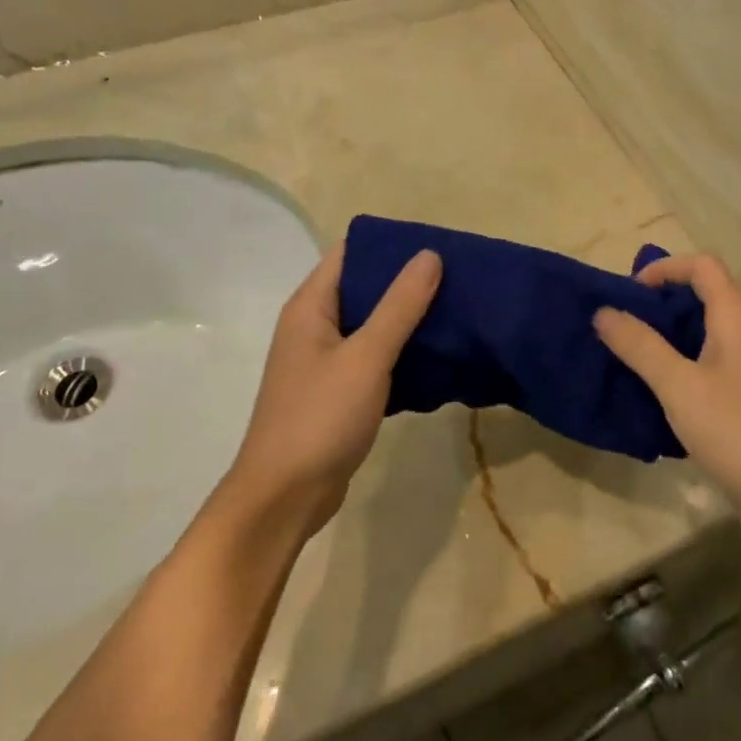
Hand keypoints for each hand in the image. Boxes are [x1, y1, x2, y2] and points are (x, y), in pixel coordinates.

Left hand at [229, 242, 441, 530]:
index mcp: (311, 306)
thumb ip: (399, 306)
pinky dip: (400, 353)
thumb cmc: (320, 417)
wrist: (285, 496)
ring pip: (371, 326)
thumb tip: (429, 255)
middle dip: (406, 282)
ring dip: (407, 319)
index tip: (436, 245)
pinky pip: (373, 358)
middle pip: (363, 288)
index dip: (390, 245)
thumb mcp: (366, 357)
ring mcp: (324, 361)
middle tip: (456, 278)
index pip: (350, 254)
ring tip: (455, 310)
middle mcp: (313, 326)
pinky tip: (435, 355)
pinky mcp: (337, 392)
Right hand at [594, 254, 740, 518]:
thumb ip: (640, 346)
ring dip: (669, 333)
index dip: (664, 268)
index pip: (702, 266)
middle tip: (624, 323)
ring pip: (706, 329)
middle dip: (661, 301)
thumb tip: (603, 312)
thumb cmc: (736, 430)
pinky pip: (710, 358)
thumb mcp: (679, 386)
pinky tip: (658, 387)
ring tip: (632, 352)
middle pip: (705, 293)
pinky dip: (682, 360)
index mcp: (737, 317)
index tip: (629, 295)